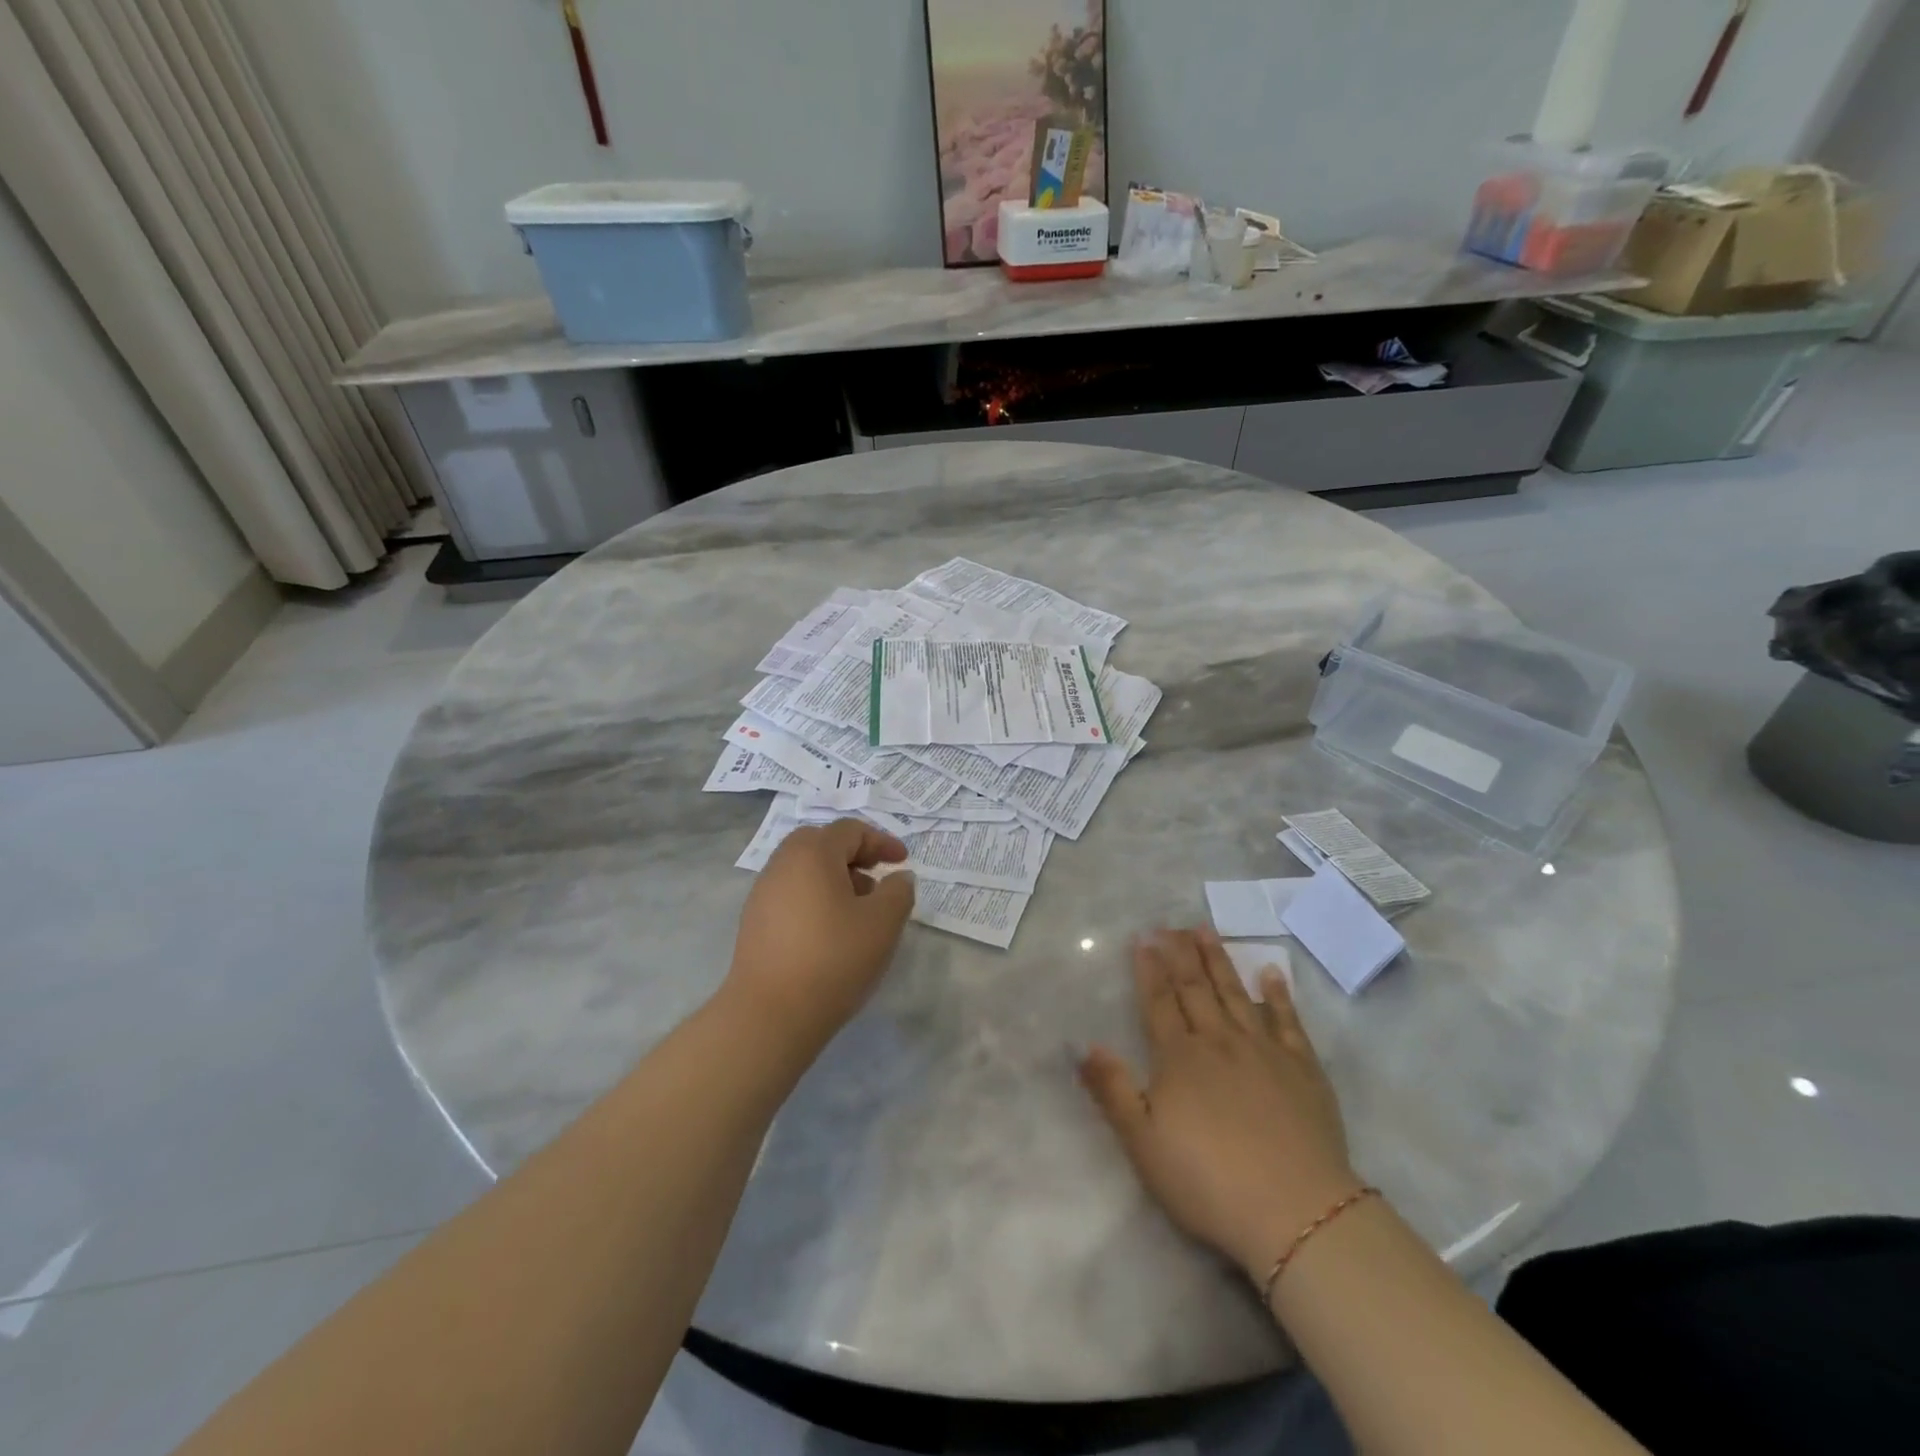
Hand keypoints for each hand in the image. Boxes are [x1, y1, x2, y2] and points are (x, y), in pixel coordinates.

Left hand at [726, 819, 915, 1044]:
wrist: (770, 1014)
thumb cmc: (834, 959)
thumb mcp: (883, 923)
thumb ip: (898, 892)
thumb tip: (898, 877)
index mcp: (813, 853)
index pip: (850, 830)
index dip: (881, 841)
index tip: (902, 862)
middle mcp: (782, 864)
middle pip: (821, 843)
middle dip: (854, 855)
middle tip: (877, 879)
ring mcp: (763, 893)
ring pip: (804, 870)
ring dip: (834, 879)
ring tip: (858, 911)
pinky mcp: (754, 922)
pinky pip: (791, 894)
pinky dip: (815, 899)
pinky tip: (830, 932)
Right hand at [1079, 927, 1358, 1280]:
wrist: (1296, 1211)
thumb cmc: (1209, 1181)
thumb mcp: (1143, 1144)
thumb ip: (1112, 1090)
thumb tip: (1084, 1045)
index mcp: (1179, 1058)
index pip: (1159, 1002)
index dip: (1148, 969)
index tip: (1143, 938)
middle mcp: (1219, 1041)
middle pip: (1195, 988)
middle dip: (1179, 953)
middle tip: (1170, 924)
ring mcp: (1263, 1051)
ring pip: (1235, 993)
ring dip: (1218, 960)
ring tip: (1205, 931)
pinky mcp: (1302, 1068)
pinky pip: (1287, 1021)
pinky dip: (1278, 994)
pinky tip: (1270, 972)